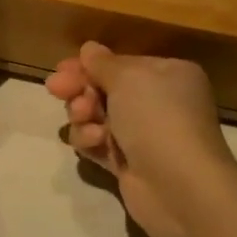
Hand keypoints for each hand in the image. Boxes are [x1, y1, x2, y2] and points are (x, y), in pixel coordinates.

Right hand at [45, 43, 236, 236]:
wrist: (180, 187)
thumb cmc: (157, 118)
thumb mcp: (128, 78)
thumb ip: (102, 62)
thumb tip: (89, 49)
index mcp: (168, 75)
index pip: (120, 64)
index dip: (89, 65)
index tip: (61, 69)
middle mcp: (158, 102)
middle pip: (105, 89)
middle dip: (80, 89)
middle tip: (56, 89)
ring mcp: (143, 135)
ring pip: (96, 117)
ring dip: (83, 115)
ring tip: (85, 120)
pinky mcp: (129, 164)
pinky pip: (98, 144)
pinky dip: (91, 141)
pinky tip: (94, 143)